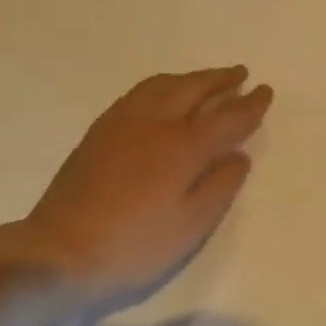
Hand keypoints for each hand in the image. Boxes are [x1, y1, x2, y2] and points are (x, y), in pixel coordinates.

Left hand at [0, 67, 272, 301]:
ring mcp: (123, 123)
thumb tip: (239, 154)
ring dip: (191, 78)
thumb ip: (220, 186)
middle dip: (221, 79)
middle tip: (241, 73)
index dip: (250, 105)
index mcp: (183, 147)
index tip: (265, 92)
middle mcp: (155, 123)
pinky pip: (140, 92)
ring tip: (206, 79)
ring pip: (164, 84)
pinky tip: (164, 94)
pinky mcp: (100, 131)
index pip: (227, 117)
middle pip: (195, 89)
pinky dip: (163, 84)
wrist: (59, 252)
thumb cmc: (134, 246)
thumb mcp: (190, 226)